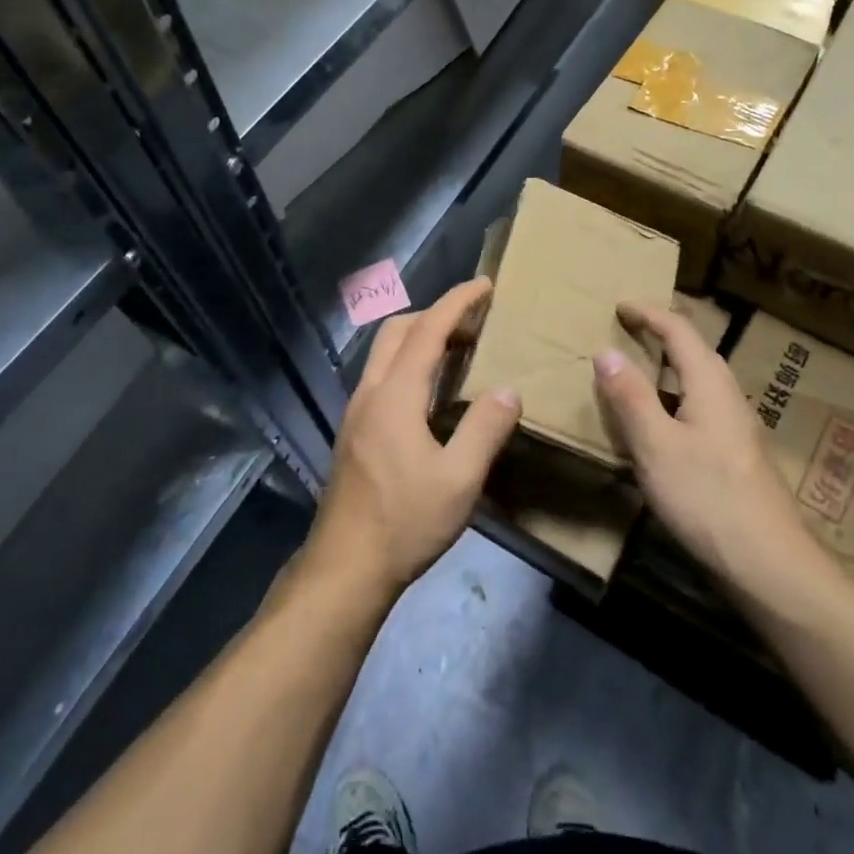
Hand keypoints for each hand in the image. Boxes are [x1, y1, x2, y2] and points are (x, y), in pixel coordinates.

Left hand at [301, 279, 521, 602]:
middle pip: (397, 331)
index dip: (457, 302)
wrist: (345, 568)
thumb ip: (485, 429)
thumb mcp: (459, 480)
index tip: (484, 285)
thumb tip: (508, 390)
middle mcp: (370, 393)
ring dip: (419, 338)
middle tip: (474, 321)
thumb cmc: (405, 522)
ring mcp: (356, 412)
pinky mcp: (354, 432)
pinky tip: (430, 392)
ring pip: (385, 353)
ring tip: (458, 351)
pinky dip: (409, 362)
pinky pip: (382, 376)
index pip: (428, 330)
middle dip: (435, 313)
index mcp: (396, 395)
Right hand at [594, 302, 843, 608]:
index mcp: (710, 384)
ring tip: (638, 375)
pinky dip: (675, 400)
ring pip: (700, 382)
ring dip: (669, 369)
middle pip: (696, 352)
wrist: (771, 567)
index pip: (679, 330)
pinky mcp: (738, 457)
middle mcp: (729, 397)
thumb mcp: (656, 446)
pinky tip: (661, 428)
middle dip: (662, 335)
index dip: (649, 314)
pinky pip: (701, 409)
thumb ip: (630, 397)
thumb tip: (605, 351)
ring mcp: (738, 429)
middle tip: (628, 333)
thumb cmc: (708, 499)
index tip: (620, 306)